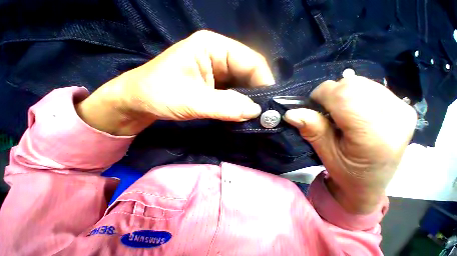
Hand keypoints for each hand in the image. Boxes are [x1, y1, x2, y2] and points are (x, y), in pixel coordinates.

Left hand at [76, 30, 273, 134]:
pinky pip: (234, 94)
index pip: (250, 61)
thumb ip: (224, 106)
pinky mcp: (215, 87)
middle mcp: (218, 56)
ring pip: (243, 85)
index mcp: (213, 47)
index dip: (264, 81)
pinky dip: (240, 105)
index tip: (270, 103)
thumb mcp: (191, 101)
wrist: (139, 102)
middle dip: (258, 93)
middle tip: (265, 113)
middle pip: (249, 73)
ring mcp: (217, 72)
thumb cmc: (158, 94)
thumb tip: (254, 112)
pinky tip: (242, 114)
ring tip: (256, 116)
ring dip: (250, 101)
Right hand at [284, 76, 416, 213]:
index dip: (322, 95)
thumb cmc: (346, 171)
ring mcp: (403, 109)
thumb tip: (290, 113)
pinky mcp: (403, 106)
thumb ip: (311, 129)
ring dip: (342, 94)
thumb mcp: (324, 152)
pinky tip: (355, 111)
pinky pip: (370, 85)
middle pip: (352, 85)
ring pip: (360, 82)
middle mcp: (395, 118)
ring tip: (341, 114)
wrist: (372, 182)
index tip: (313, 108)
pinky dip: (354, 94)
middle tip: (327, 113)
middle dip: (331, 95)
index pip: (345, 95)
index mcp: (375, 136)